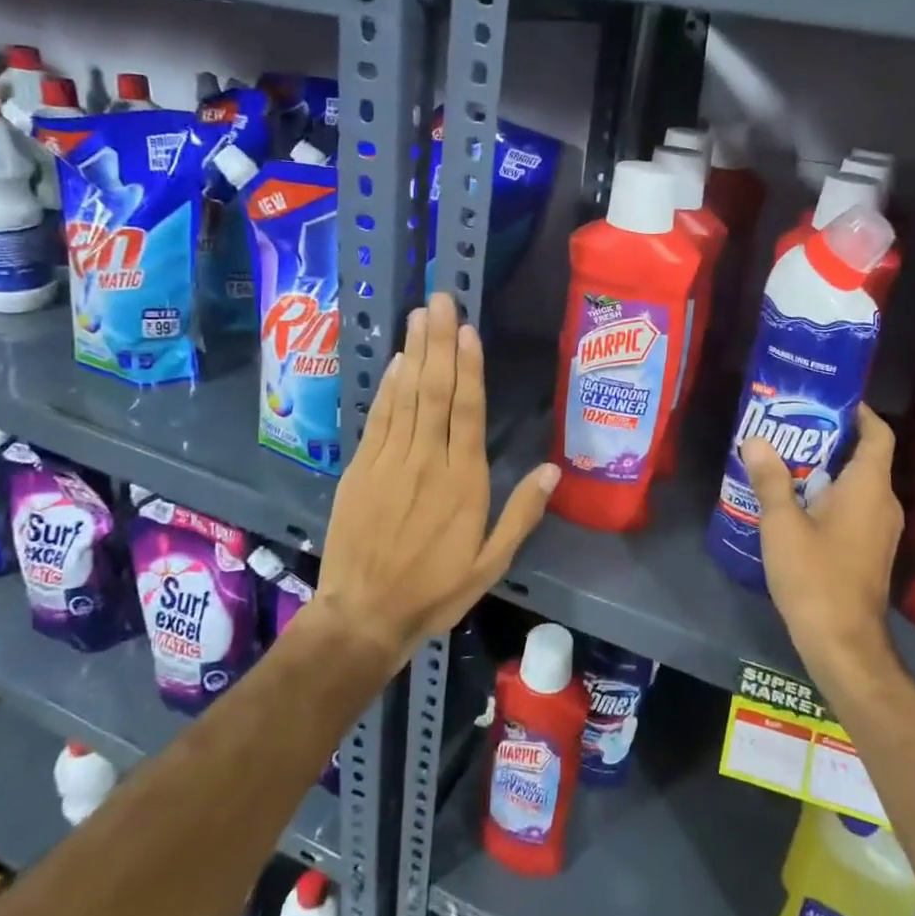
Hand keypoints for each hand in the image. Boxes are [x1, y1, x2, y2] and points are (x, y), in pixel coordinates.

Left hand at [315, 292, 559, 668]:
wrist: (363, 614)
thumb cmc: (434, 589)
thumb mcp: (491, 563)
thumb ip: (521, 514)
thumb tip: (553, 470)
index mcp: (462, 482)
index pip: (467, 412)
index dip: (469, 368)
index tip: (469, 330)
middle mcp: (425, 460)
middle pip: (434, 392)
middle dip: (439, 343)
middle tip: (441, 301)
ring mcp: (389, 461)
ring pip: (405, 396)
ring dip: (414, 353)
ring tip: (420, 315)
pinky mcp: (361, 468)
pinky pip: (379, 418)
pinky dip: (388, 387)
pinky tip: (396, 362)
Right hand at [742, 404, 902, 680]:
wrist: (843, 644)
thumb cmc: (815, 577)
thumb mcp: (782, 524)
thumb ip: (771, 480)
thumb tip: (756, 440)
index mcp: (869, 488)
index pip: (877, 434)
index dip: (860, 412)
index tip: (828, 399)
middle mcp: (884, 504)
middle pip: (866, 457)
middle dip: (831, 439)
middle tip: (792, 428)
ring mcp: (881, 531)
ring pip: (859, 486)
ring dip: (828, 470)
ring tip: (787, 461)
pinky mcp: (871, 552)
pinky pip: (855, 509)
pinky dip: (831, 497)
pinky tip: (796, 504)